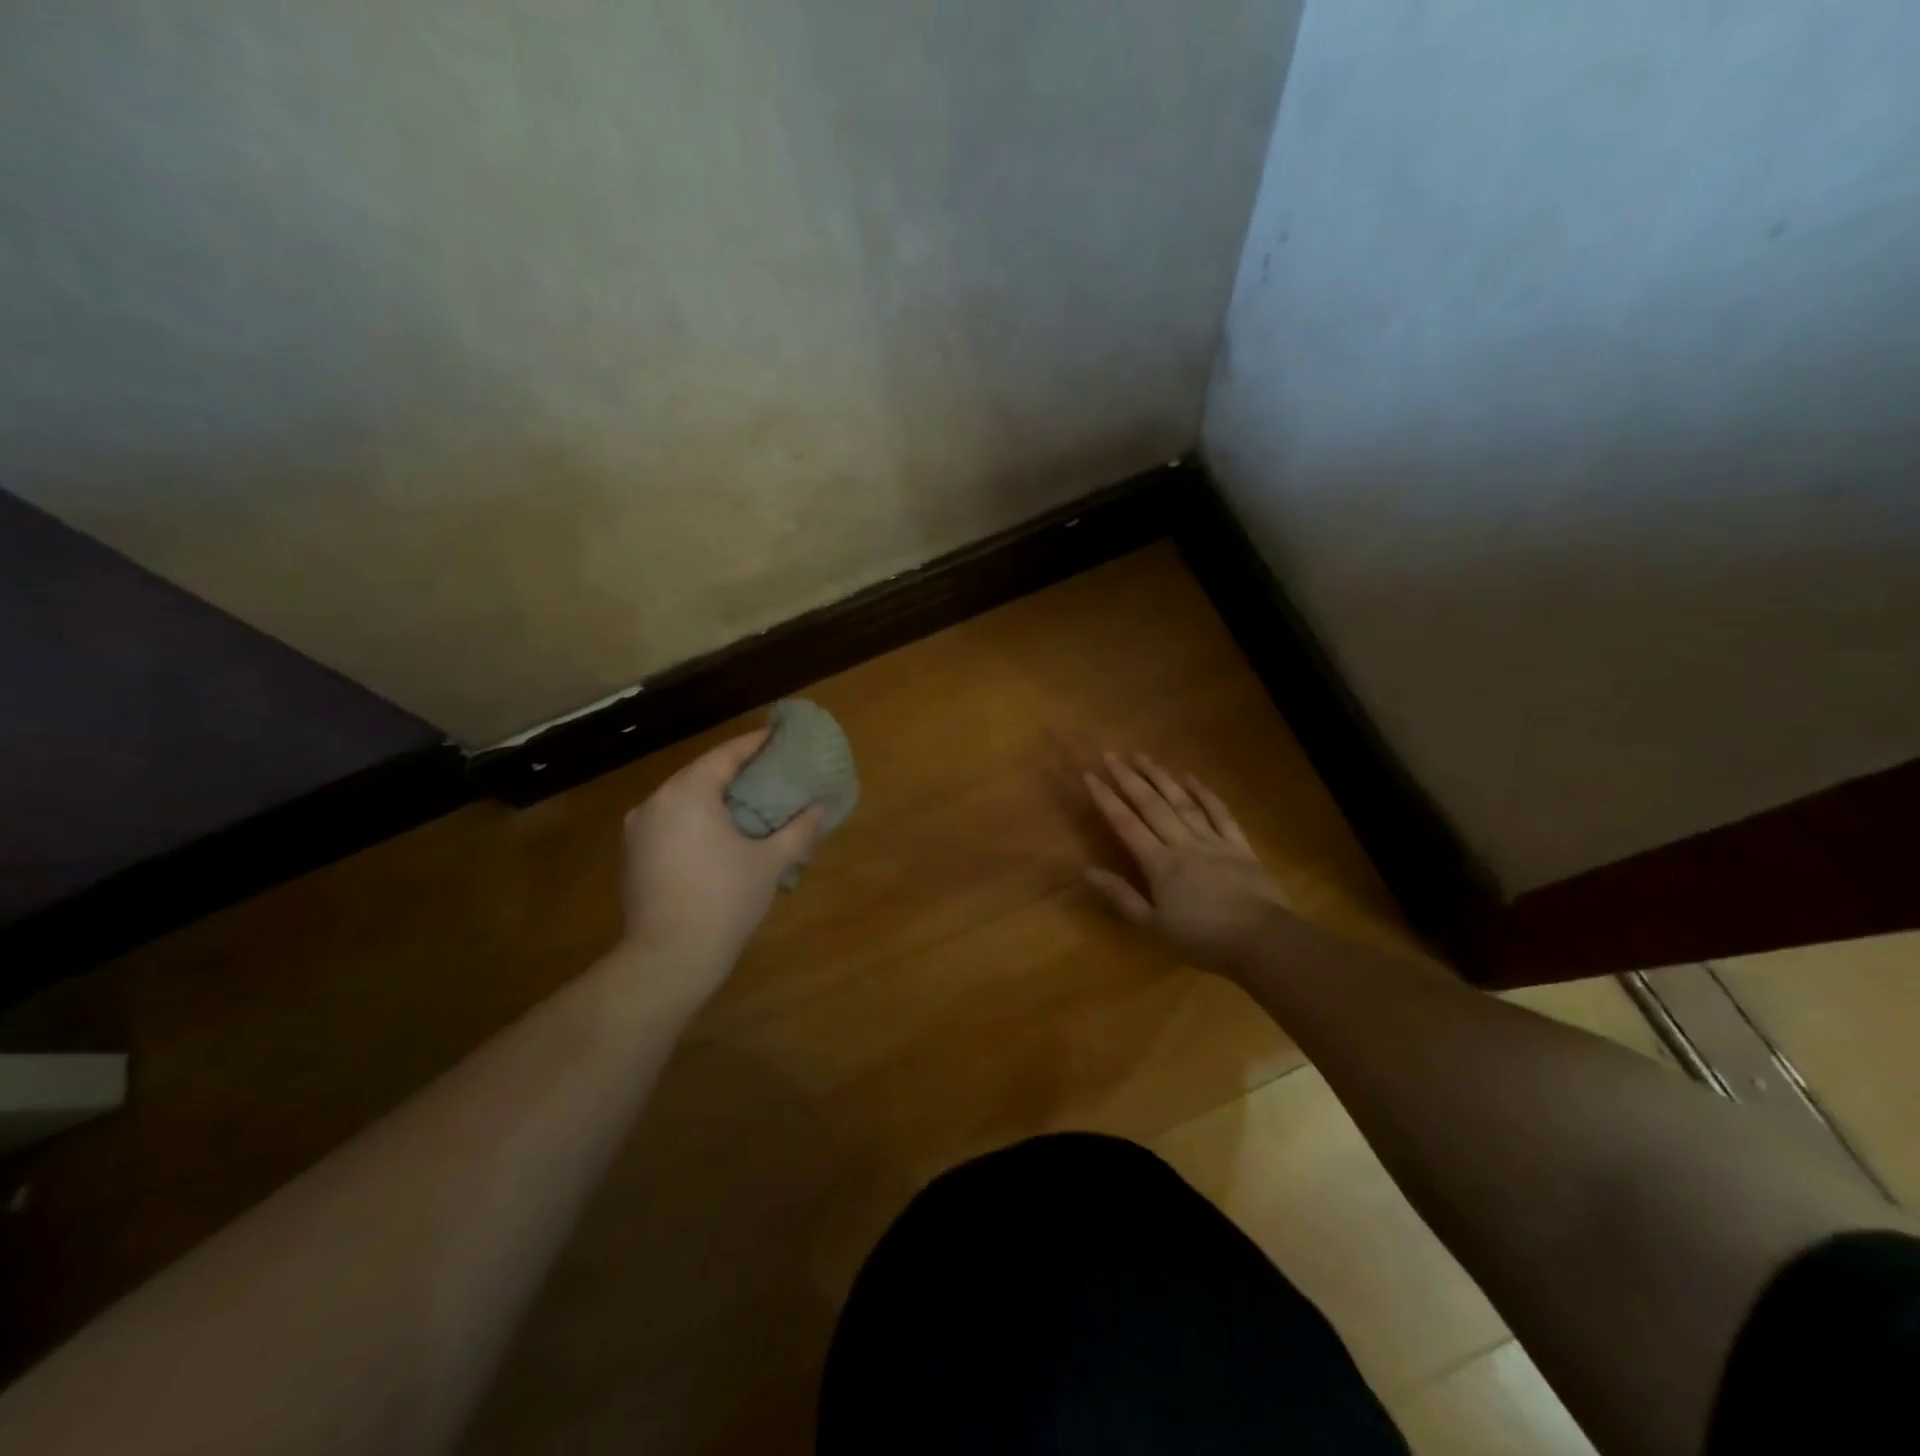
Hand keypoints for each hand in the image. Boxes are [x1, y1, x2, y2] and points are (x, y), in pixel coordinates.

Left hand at [616, 730, 826, 1007]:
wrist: (668, 958)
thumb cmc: (724, 900)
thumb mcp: (770, 863)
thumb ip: (799, 830)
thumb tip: (821, 807)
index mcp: (688, 793)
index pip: (725, 755)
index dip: (755, 744)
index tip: (779, 737)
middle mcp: (656, 802)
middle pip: (701, 773)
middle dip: (735, 770)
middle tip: (770, 770)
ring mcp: (639, 829)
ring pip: (683, 798)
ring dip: (714, 795)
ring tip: (748, 801)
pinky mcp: (633, 855)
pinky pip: (670, 821)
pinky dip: (696, 818)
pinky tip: (719, 833)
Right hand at [1083, 752, 1291, 975]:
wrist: (1262, 940)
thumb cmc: (1203, 938)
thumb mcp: (1154, 925)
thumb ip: (1122, 896)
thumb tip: (1088, 871)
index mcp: (1159, 863)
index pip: (1126, 824)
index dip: (1106, 799)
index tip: (1090, 776)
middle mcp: (1182, 843)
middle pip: (1152, 804)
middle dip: (1129, 778)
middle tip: (1111, 755)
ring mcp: (1213, 840)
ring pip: (1182, 801)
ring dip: (1161, 777)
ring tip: (1143, 756)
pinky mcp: (1239, 845)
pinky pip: (1219, 813)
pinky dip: (1204, 794)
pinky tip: (1191, 778)